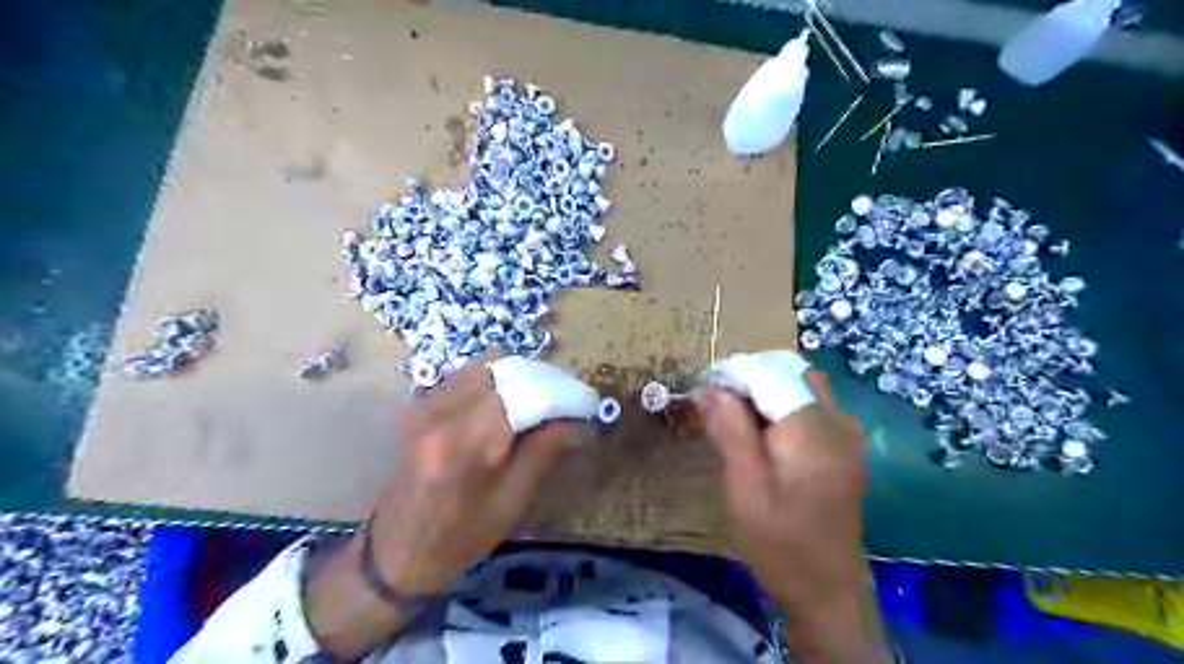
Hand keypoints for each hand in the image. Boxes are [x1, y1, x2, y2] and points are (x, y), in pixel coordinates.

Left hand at [303, 355, 580, 655]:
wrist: (395, 550)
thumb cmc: (459, 537)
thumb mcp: (512, 501)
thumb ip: (545, 450)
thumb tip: (582, 421)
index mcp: (464, 444)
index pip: (525, 394)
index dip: (562, 394)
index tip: (588, 404)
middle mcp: (441, 412)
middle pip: (506, 369)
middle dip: (544, 379)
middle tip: (567, 402)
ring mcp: (425, 403)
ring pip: (486, 365)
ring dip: (521, 376)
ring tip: (543, 401)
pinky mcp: (420, 403)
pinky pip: (468, 375)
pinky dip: (497, 380)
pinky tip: (511, 403)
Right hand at [697, 371, 888, 661]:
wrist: (828, 591)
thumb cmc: (780, 546)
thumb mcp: (745, 491)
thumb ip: (731, 433)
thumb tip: (710, 387)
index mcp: (812, 432)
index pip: (771, 374)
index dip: (734, 374)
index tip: (703, 392)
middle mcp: (837, 423)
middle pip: (791, 372)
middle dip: (751, 378)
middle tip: (717, 406)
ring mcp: (846, 435)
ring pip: (802, 386)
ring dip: (766, 390)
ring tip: (734, 419)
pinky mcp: (844, 447)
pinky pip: (811, 406)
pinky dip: (781, 406)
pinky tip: (762, 435)